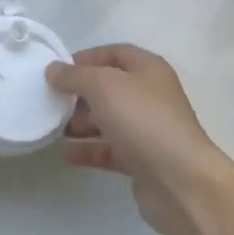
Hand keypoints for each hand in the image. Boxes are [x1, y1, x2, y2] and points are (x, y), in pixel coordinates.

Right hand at [47, 45, 233, 234]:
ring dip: (81, 123)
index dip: (86, 58)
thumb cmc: (142, 120)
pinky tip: (66, 154)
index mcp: (149, 70)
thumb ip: (75, 75)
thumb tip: (53, 69)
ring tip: (54, 128)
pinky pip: (110, 150)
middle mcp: (151, 96)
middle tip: (53, 101)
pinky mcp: (143, 161)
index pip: (114, 53)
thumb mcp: (103, 86)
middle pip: (110, 88)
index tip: (58, 71)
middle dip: (80, 93)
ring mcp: (148, 130)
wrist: (180, 181)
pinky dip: (89, 150)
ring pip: (109, 120)